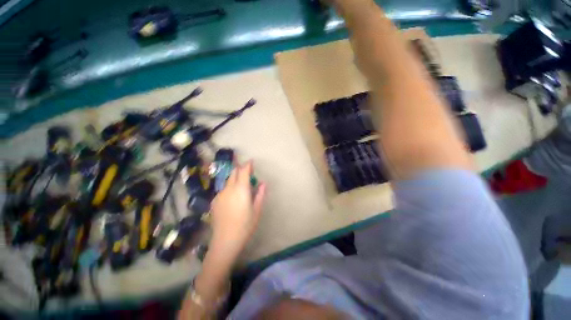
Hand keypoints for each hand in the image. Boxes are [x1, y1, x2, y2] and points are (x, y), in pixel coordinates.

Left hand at [209, 161, 265, 256]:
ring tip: (241, 186)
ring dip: (235, 179)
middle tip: (248, 172)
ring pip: (228, 181)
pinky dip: (230, 187)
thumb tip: (263, 183)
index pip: (244, 171)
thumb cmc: (245, 225)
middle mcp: (229, 188)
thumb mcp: (257, 210)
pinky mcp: (215, 201)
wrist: (225, 241)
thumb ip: (260, 194)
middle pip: (234, 173)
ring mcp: (220, 194)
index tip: (251, 161)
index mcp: (241, 189)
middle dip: (241, 169)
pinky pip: (224, 189)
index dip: (248, 164)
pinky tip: (233, 197)